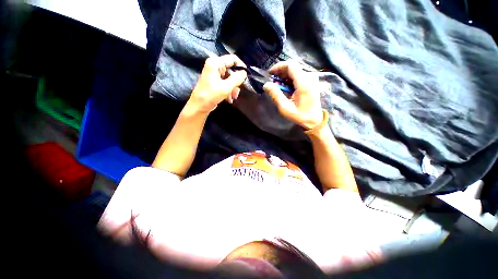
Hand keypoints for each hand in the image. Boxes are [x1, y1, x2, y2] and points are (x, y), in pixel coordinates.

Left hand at [188, 54, 246, 113]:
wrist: (199, 106)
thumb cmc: (211, 95)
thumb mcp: (226, 87)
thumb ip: (237, 78)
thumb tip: (245, 72)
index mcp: (215, 63)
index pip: (233, 58)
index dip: (241, 66)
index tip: (246, 77)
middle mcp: (215, 66)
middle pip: (232, 70)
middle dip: (236, 82)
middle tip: (237, 92)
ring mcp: (215, 74)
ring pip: (230, 79)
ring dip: (233, 89)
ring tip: (233, 97)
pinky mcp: (215, 82)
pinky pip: (226, 84)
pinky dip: (229, 91)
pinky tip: (229, 99)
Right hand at [263, 61, 322, 129]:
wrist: (314, 121)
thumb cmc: (299, 116)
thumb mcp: (285, 108)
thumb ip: (275, 95)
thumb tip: (266, 84)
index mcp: (304, 83)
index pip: (291, 65)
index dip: (279, 67)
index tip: (270, 74)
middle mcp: (309, 77)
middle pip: (293, 67)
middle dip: (280, 72)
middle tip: (272, 81)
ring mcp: (312, 79)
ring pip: (295, 71)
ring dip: (284, 76)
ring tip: (277, 85)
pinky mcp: (312, 82)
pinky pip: (299, 76)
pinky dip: (290, 79)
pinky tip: (285, 86)